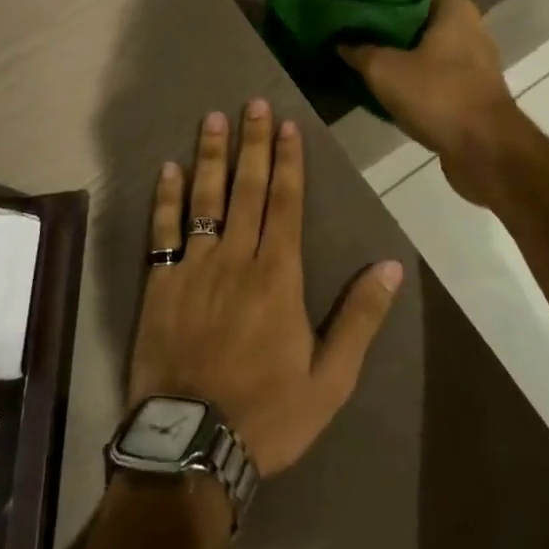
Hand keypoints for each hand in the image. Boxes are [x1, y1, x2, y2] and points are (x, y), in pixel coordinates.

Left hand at [127, 100, 403, 476]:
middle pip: (247, 188)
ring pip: (204, 198)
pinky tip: (167, 169)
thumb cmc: (267, 413)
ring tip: (212, 119)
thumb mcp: (330, 379)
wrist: (191, 445)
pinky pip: (162, 230)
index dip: (288, 161)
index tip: (287, 125)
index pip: (285, 203)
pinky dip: (165, 198)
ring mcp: (193, 267)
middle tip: (253, 103)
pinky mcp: (160, 283)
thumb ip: (359, 319)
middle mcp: (235, 258)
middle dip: (252, 143)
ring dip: (209, 156)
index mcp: (277, 276)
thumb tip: (388, 267)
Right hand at [339, 0, 531, 206]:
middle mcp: (472, 30)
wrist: (485, 151)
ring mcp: (476, 63)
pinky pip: (439, 73)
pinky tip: (390, 83)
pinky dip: (418, 75)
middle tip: (360, 22)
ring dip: (406, 49)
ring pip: (433, 45)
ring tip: (369, 51)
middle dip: (396, 17)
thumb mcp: (385, 70)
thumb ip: (360, 51)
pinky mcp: (473, 92)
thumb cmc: (438, 95)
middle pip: (429, 13)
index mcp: (456, 11)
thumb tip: (341, 42)